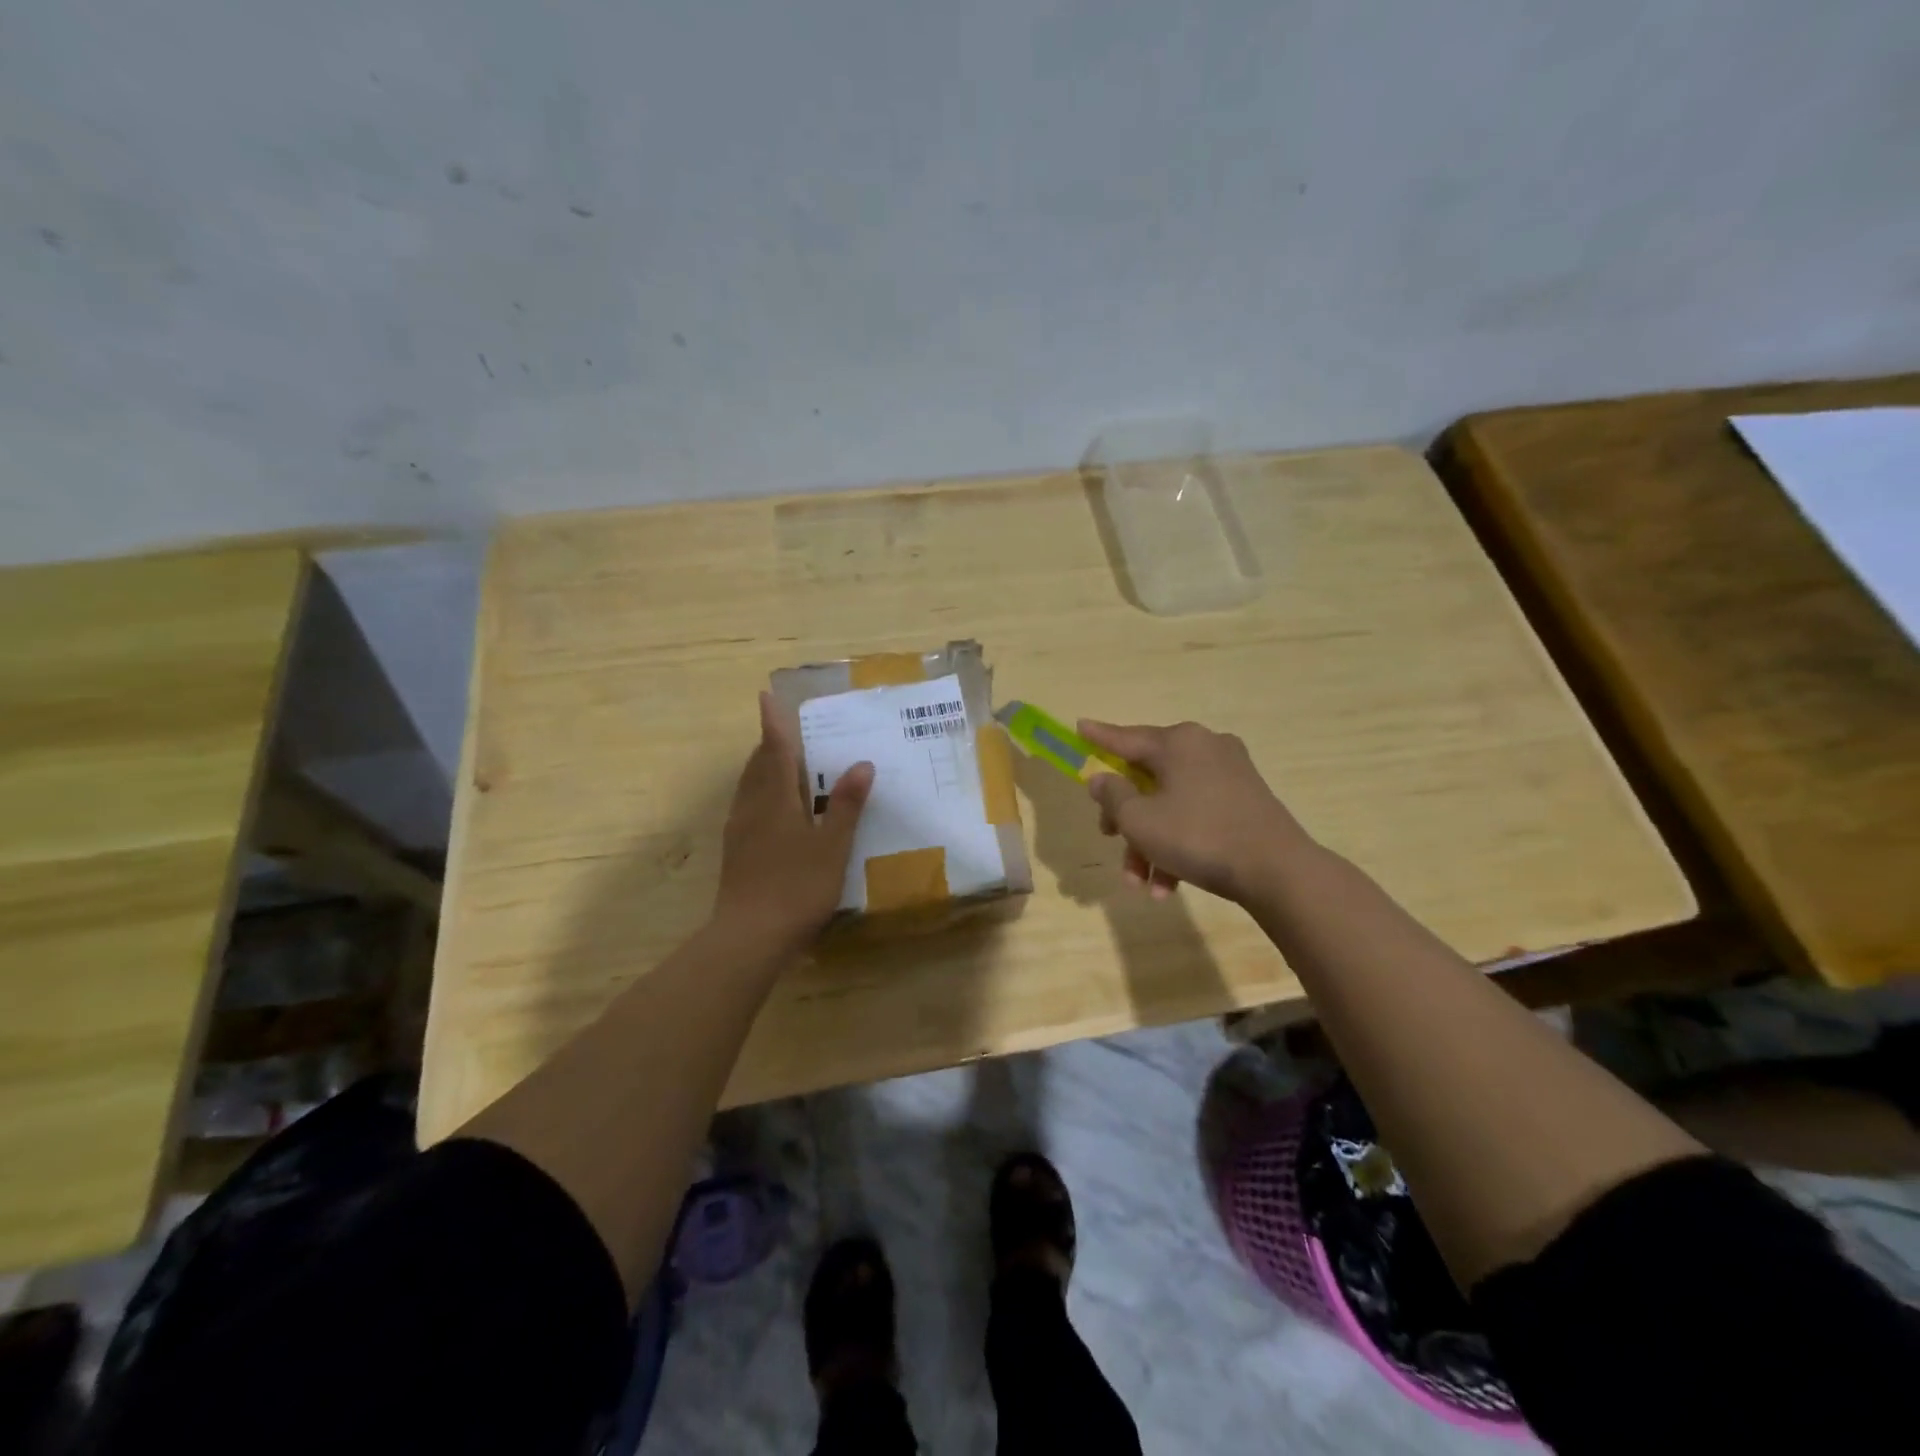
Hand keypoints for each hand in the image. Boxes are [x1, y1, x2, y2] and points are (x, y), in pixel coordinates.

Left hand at [714, 693, 873, 953]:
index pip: (774, 750)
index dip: (773, 723)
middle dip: (769, 745)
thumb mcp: (832, 846)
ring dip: (762, 769)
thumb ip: (845, 805)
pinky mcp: (735, 853)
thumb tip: (861, 764)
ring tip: (782, 764)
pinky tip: (774, 811)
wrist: (749, 937)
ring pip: (749, 788)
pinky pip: (747, 808)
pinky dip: (760, 795)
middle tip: (784, 731)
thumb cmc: (796, 887)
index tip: (766, 695)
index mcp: (775, 800)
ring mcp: (739, 832)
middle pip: (757, 767)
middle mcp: (752, 808)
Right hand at [1078, 719, 1314, 903]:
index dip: (1099, 738)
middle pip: (1148, 777)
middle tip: (1108, 838)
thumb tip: (1101, 778)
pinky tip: (1168, 886)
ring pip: (1172, 803)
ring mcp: (1230, 774)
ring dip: (1150, 842)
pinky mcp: (1246, 801)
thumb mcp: (1140, 820)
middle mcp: (1205, 748)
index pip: (1126, 738)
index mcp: (1178, 742)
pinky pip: (1198, 815)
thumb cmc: (1198, 836)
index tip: (1079, 727)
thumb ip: (1112, 795)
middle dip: (1126, 816)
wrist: (1277, 870)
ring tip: (1140, 884)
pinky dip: (1178, 844)